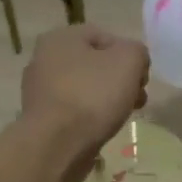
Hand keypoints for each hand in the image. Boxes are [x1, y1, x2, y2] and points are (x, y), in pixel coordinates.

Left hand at [21, 25, 150, 181]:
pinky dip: (89, 117)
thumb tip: (134, 61)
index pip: (105, 37)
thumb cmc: (92, 96)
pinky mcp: (40, 118)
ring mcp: (39, 91)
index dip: (130, 56)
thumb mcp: (129, 61)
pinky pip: (73, 110)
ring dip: (107, 99)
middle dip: (120, 80)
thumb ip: (137, 52)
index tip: (142, 79)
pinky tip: (101, 129)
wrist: (56, 145)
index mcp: (60, 38)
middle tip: (137, 99)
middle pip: (95, 64)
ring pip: (85, 88)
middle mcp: (43, 59)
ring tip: (122, 116)